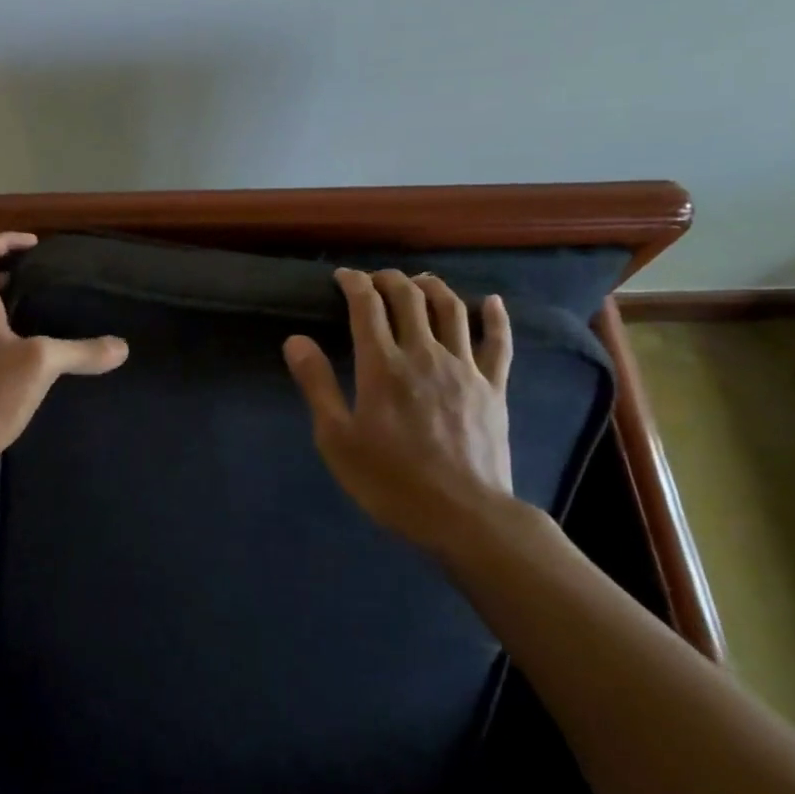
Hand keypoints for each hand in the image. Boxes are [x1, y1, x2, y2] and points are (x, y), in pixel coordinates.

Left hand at [0, 232, 127, 490]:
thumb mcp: (41, 365)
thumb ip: (81, 352)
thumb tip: (121, 346)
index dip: (4, 240)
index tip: (34, 243)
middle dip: (14, 277)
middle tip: (47, 282)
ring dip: (15, 314)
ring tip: (50, 321)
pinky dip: (14, 347)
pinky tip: (39, 367)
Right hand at [283, 268, 516, 556]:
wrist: (464, 516)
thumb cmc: (391, 481)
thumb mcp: (337, 439)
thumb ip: (317, 385)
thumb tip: (296, 340)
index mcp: (382, 365)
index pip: (367, 305)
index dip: (353, 282)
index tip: (342, 277)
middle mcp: (424, 353)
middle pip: (409, 297)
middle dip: (389, 279)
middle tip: (374, 279)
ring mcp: (464, 368)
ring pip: (451, 309)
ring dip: (432, 286)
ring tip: (419, 281)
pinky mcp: (494, 387)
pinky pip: (499, 342)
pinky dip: (495, 316)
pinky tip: (492, 302)